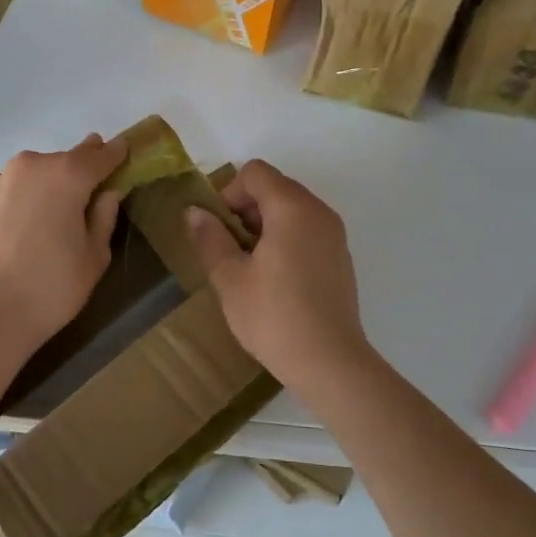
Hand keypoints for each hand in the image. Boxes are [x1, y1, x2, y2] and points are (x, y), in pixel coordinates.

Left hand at [0, 133, 127, 362]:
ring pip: (41, 172)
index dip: (115, 154)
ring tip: (65, 210)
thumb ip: (104, 218)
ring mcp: (3, 180)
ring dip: (55, 182)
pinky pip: (20, 187)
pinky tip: (36, 221)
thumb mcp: (93, 257)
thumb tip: (106, 194)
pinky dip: (33, 195)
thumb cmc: (50, 288)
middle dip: (84, 168)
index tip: (126, 149)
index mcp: (67, 175)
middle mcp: (33, 165)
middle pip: (68, 160)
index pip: (100, 156)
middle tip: (99, 183)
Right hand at [184, 160, 374, 390]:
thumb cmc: (274, 317)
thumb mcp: (230, 278)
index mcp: (292, 208)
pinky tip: (274, 279)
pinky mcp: (340, 258)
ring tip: (248, 265)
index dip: (229, 192)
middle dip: (245, 208)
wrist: (331, 363)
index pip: (256, 173)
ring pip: (292, 209)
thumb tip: (195, 212)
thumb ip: (210, 238)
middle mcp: (319, 212)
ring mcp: (335, 235)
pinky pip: (307, 230)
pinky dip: (286, 239)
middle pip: (275, 187)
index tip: (217, 228)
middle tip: (228, 248)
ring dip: (264, 224)